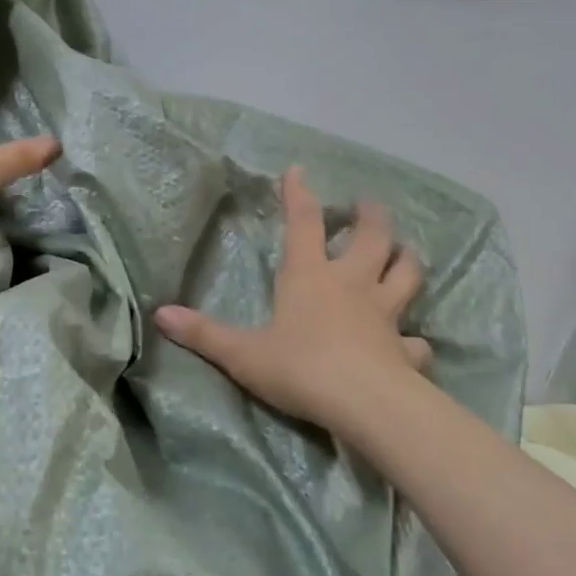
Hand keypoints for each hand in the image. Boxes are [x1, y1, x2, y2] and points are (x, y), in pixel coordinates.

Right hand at [154, 166, 432, 434]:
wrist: (365, 405)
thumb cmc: (300, 368)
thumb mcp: (242, 353)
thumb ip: (203, 334)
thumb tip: (160, 314)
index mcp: (309, 277)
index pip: (303, 224)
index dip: (299, 194)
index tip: (298, 170)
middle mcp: (351, 285)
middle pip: (372, 238)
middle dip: (370, 217)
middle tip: (368, 205)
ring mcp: (385, 316)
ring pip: (407, 275)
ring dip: (407, 260)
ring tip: (405, 251)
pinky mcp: (405, 351)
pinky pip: (416, 341)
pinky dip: (415, 339)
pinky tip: (413, 344)